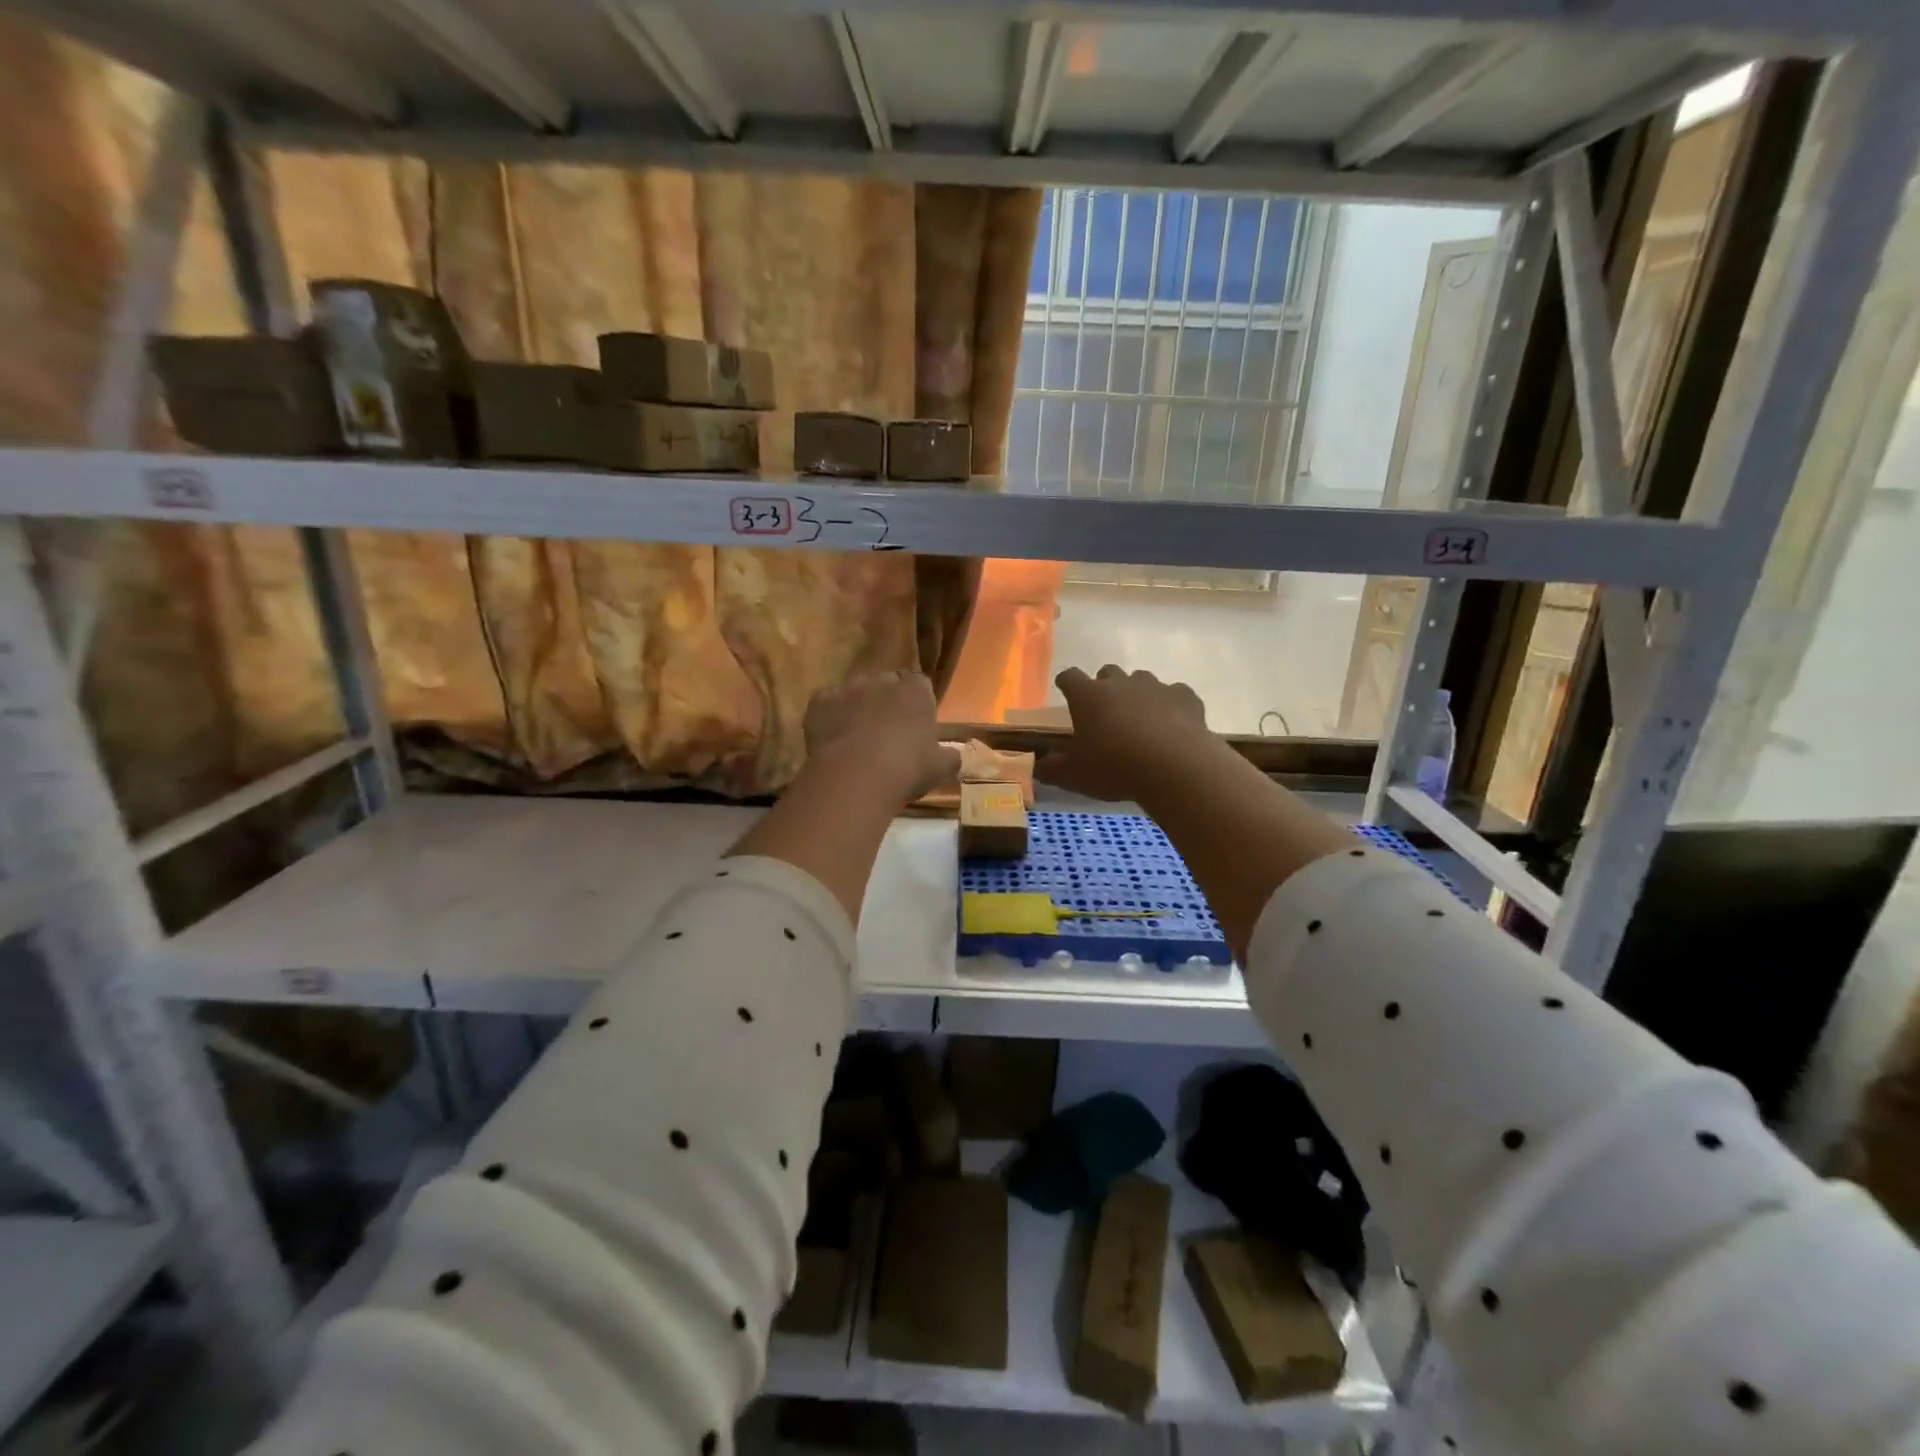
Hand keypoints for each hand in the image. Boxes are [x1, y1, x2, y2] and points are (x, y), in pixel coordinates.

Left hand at [804, 670, 959, 801]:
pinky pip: (827, 704)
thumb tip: (954, 755)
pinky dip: (830, 717)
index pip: (920, 685)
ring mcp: (848, 688)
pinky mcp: (819, 701)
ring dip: (858, 707)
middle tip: (887, 732)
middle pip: (887, 684)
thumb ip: (950, 757)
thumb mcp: (941, 768)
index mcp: (915, 690)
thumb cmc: (907, 769)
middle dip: (887, 702)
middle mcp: (882, 680)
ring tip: (857, 737)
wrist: (856, 777)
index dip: (917, 704)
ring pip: (855, 692)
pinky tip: (834, 740)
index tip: (916, 725)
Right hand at [1038, 666, 1214, 801]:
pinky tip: (1172, 725)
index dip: (1066, 684)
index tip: (1065, 692)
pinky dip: (1170, 706)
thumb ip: (1052, 768)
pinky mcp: (1185, 697)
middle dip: (1104, 687)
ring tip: (1140, 720)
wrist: (1174, 767)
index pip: (1069, 677)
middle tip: (1105, 712)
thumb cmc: (1114, 767)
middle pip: (1108, 673)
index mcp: (1088, 696)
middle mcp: (1120, 683)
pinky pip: (1174, 694)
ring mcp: (1155, 686)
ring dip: (1137, 694)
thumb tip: (1039, 765)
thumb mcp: (1073, 775)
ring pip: (1141, 680)